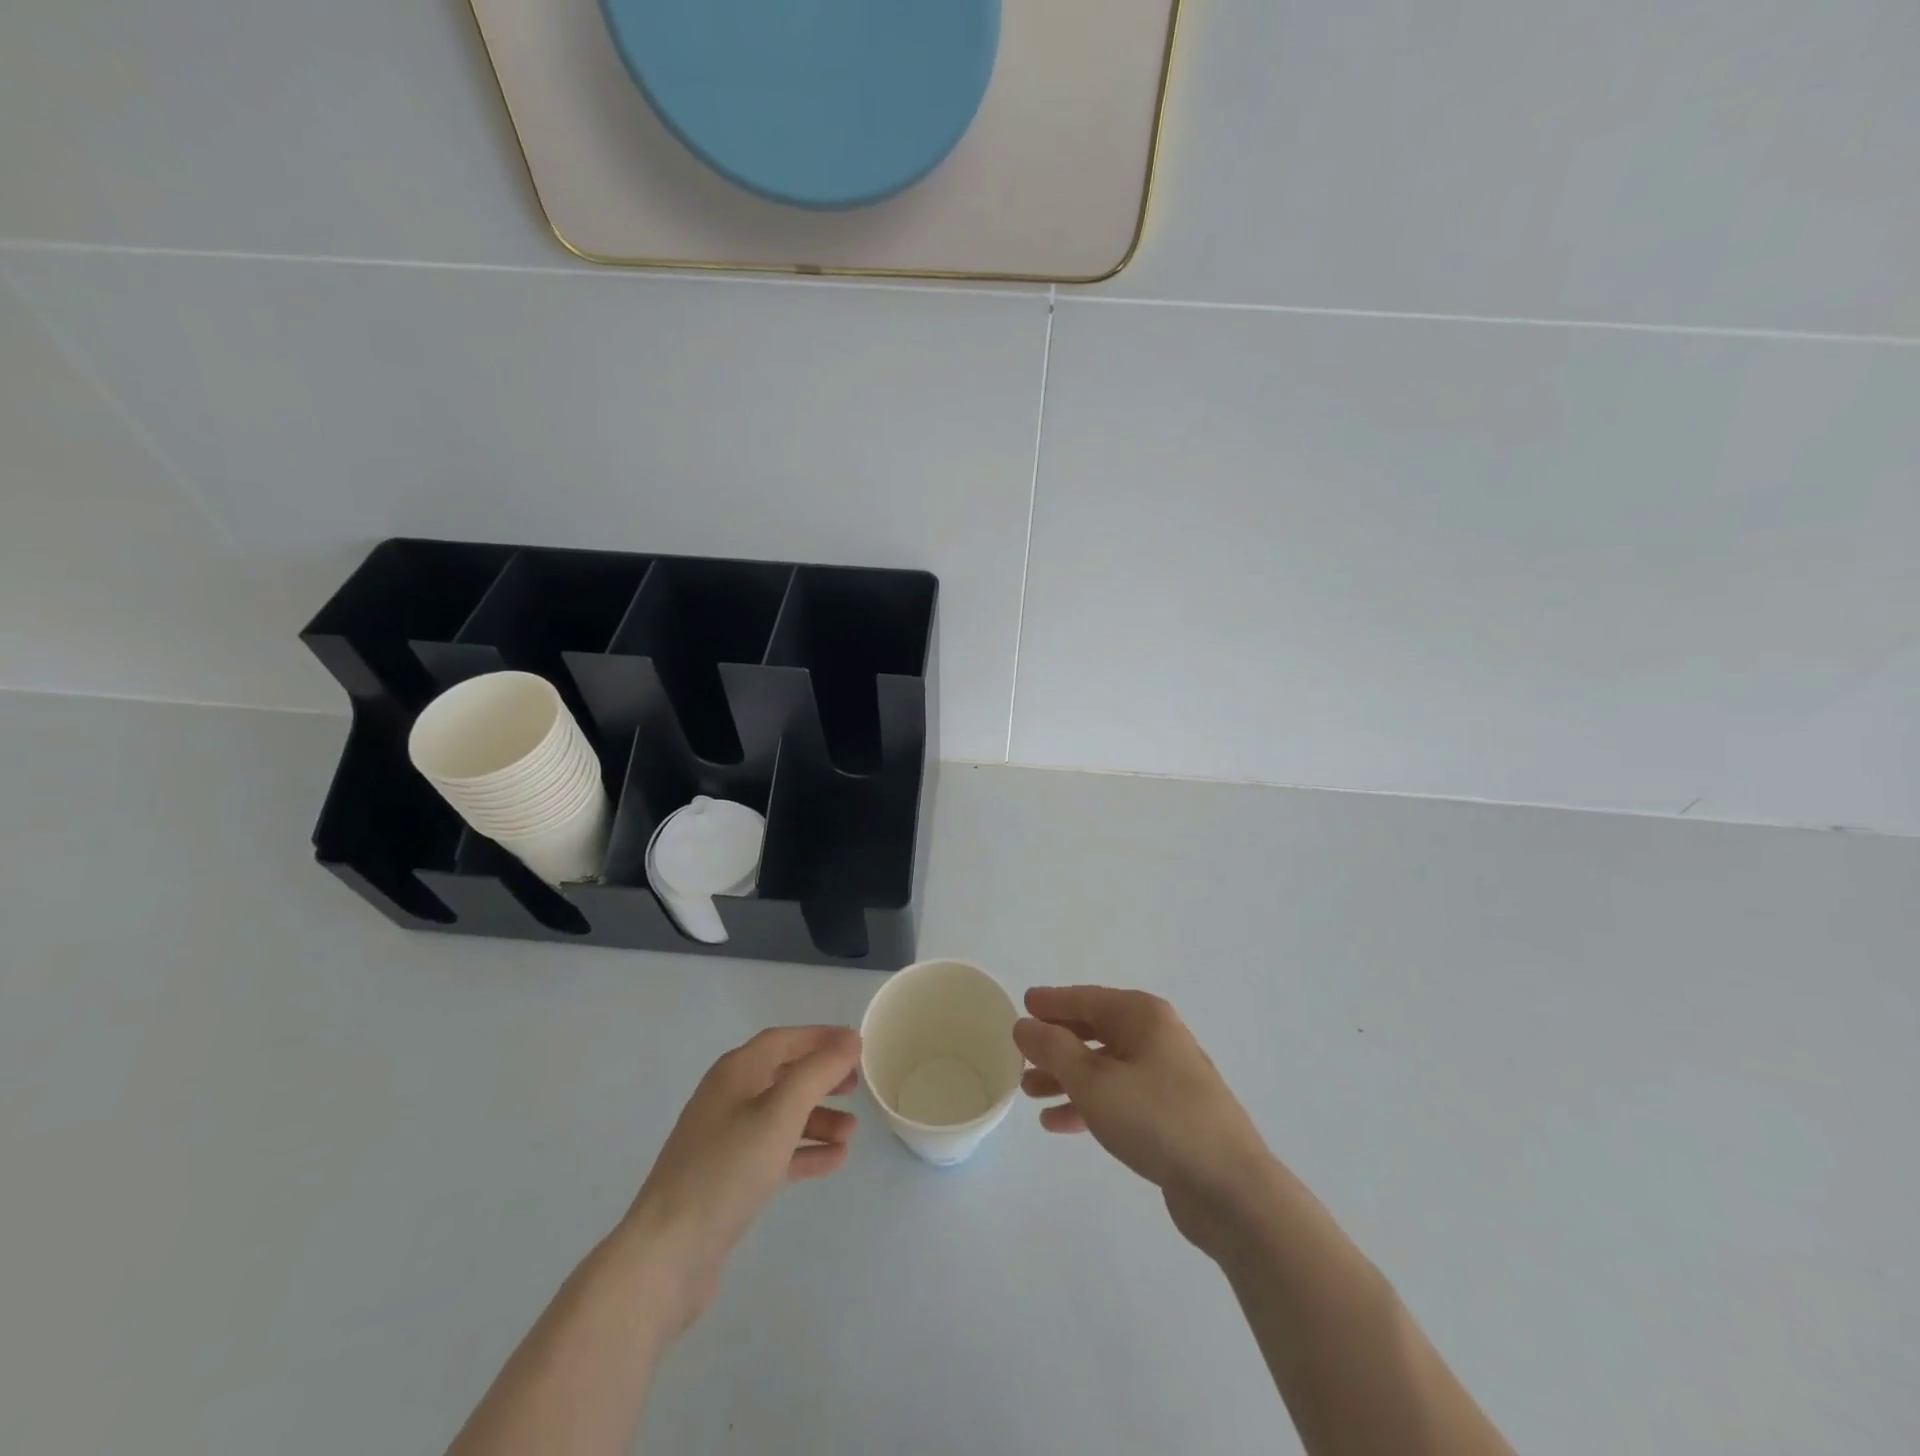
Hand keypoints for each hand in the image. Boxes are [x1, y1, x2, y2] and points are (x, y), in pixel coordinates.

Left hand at [622, 1025, 860, 1335]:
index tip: (857, 1045)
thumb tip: (849, 1039)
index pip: (784, 1040)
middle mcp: (729, 1098)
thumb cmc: (726, 1170)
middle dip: (822, 1079)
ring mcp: (726, 1139)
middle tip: (856, 1088)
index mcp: (735, 1072)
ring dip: (818, 1119)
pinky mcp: (728, 1178)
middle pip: (784, 1075)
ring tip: (851, 1134)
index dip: (821, 1038)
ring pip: (782, 1116)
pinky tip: (834, 1161)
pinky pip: (775, 1151)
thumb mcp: (780, 1113)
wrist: (666, 1256)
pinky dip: (804, 1151)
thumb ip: (817, 1072)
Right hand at [1015, 986, 1276, 1255]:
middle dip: (1056, 1044)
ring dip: (1067, 1077)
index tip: (1022, 1005)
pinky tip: (1058, 1124)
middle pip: (1095, 1031)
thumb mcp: (1094, 1082)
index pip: (1086, 999)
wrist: (1230, 1189)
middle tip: (1021, 1055)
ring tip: (1030, 1092)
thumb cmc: (1157, 1119)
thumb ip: (1054, 1050)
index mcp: (1142, 1016)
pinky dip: (1089, 1104)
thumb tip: (1025, 1024)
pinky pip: (1118, 1097)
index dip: (1052, 1002)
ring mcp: (1166, 1076)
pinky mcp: (1170, 1113)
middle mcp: (1156, 1037)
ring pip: (1104, 1066)